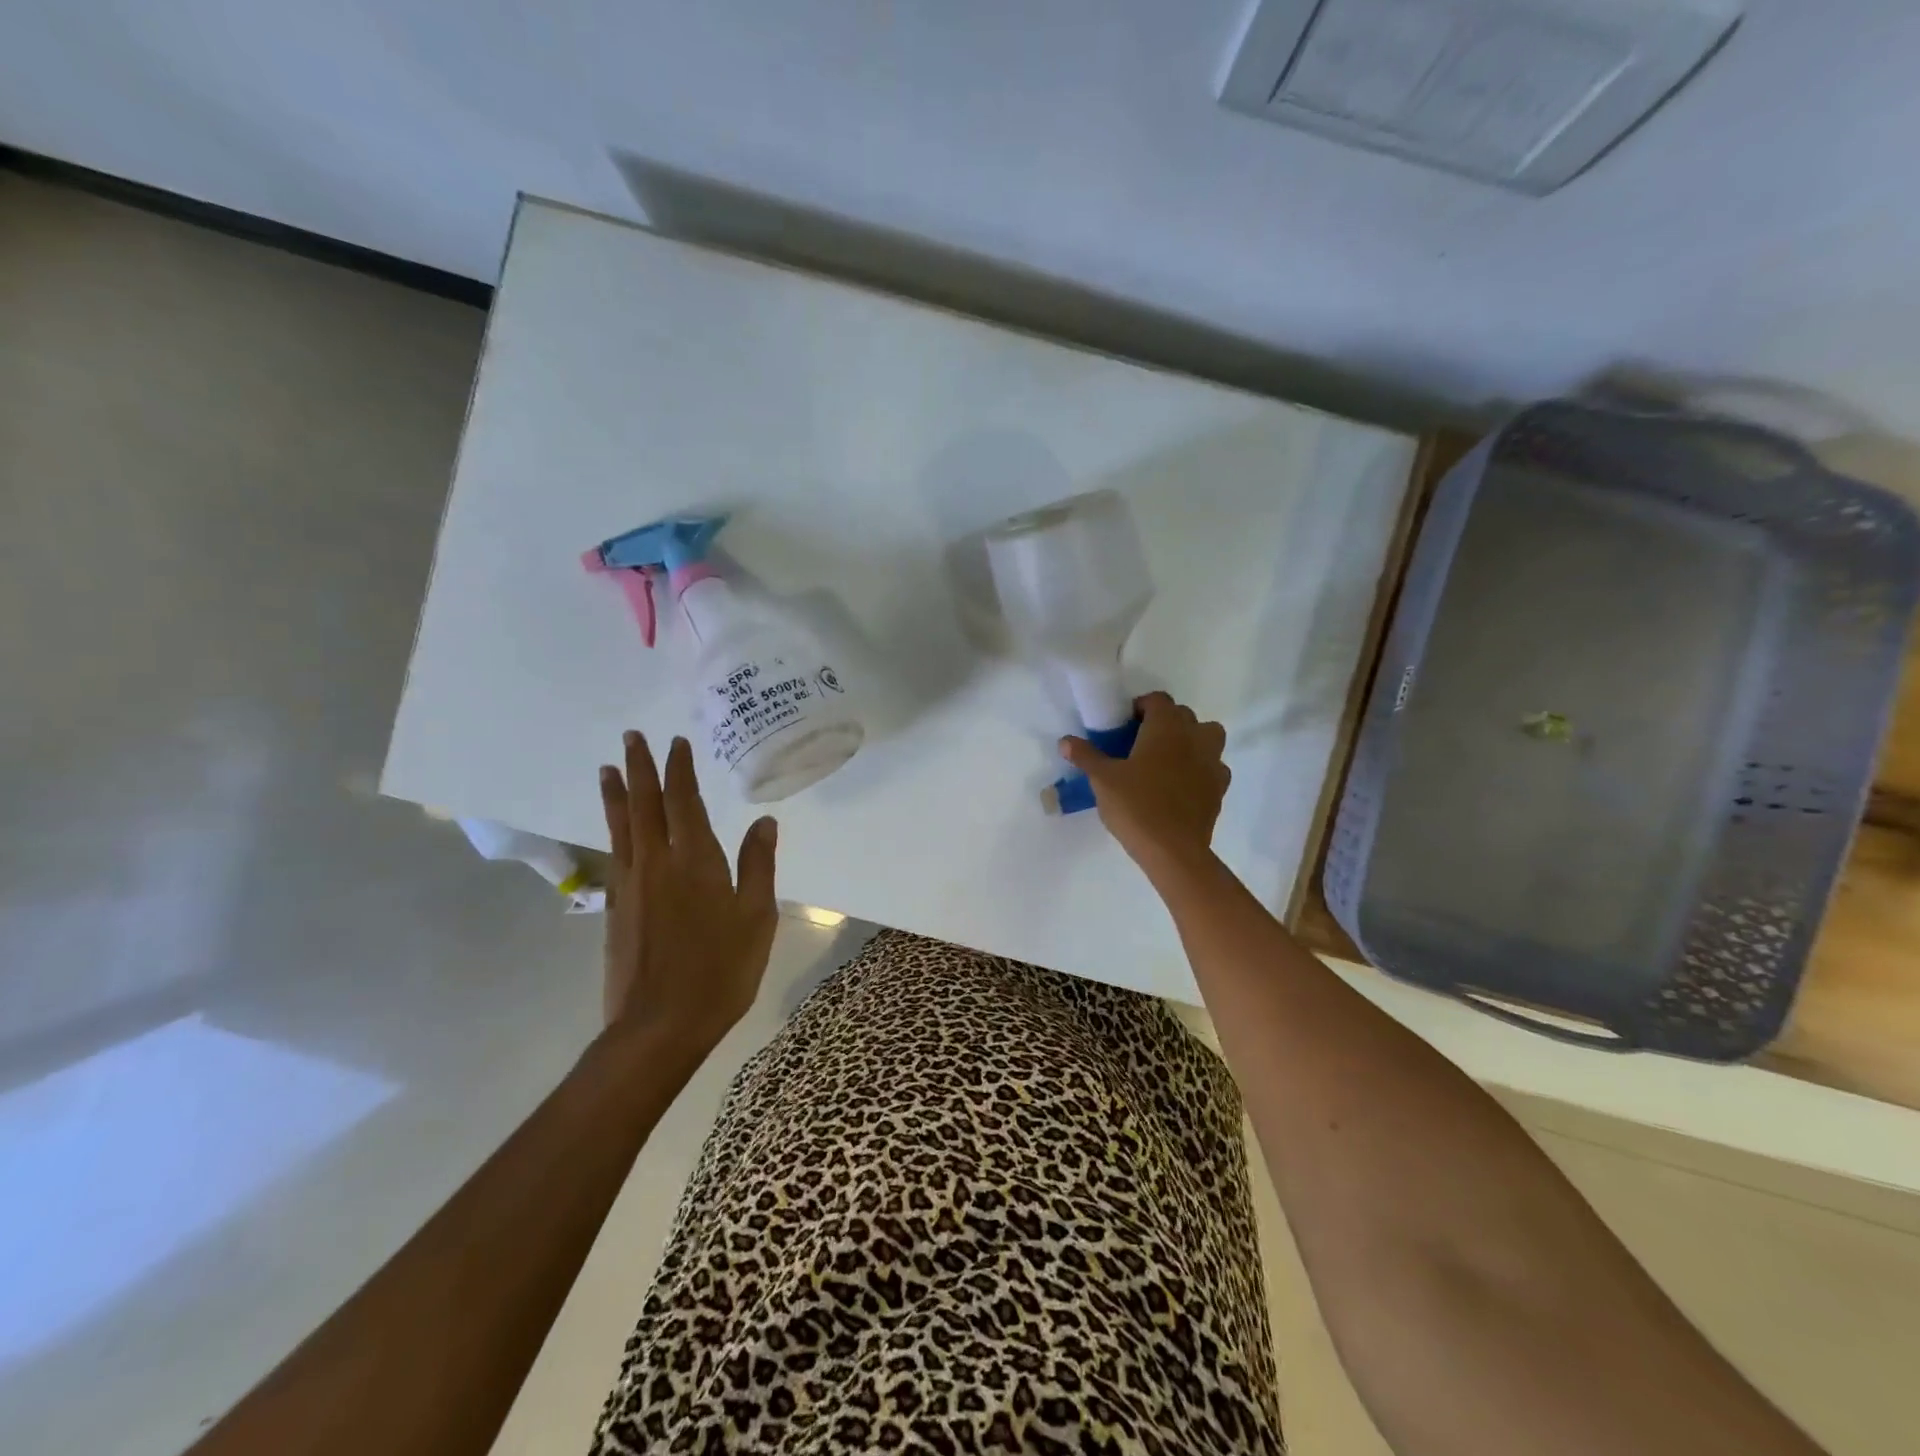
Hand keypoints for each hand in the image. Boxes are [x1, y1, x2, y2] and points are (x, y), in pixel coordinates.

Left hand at [598, 731, 779, 1057]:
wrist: (659, 1026)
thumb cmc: (720, 970)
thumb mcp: (757, 918)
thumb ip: (758, 865)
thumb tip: (763, 821)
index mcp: (694, 861)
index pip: (684, 801)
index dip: (679, 770)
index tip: (676, 743)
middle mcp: (656, 862)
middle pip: (644, 805)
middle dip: (640, 768)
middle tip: (631, 737)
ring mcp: (631, 885)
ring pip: (621, 827)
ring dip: (616, 794)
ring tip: (608, 769)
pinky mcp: (615, 909)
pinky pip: (613, 854)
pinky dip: (611, 830)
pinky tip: (613, 829)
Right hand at [1062, 691, 1229, 882]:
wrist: (1173, 851)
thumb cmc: (1136, 806)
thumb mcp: (1102, 779)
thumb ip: (1085, 756)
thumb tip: (1065, 741)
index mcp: (1166, 727)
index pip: (1157, 700)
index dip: (1140, 707)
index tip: (1123, 725)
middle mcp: (1195, 736)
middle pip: (1183, 716)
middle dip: (1163, 722)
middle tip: (1139, 743)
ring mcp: (1213, 762)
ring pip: (1206, 737)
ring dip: (1189, 740)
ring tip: (1166, 760)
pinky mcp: (1220, 787)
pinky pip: (1212, 766)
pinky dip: (1199, 768)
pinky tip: (1181, 785)